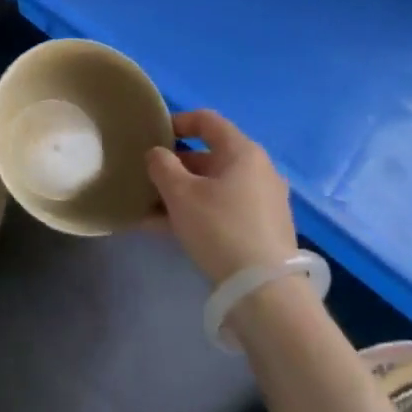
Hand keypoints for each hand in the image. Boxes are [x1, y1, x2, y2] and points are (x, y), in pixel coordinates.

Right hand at [146, 110, 295, 283]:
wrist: (264, 290)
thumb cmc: (220, 228)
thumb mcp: (180, 194)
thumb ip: (162, 166)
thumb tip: (157, 154)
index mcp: (242, 151)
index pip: (207, 120)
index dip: (177, 122)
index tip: (153, 136)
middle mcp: (258, 170)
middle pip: (209, 157)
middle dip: (174, 168)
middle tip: (146, 180)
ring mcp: (263, 201)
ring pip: (212, 187)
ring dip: (180, 194)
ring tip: (148, 210)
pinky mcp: (262, 229)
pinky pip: (222, 209)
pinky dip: (196, 213)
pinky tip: (166, 231)